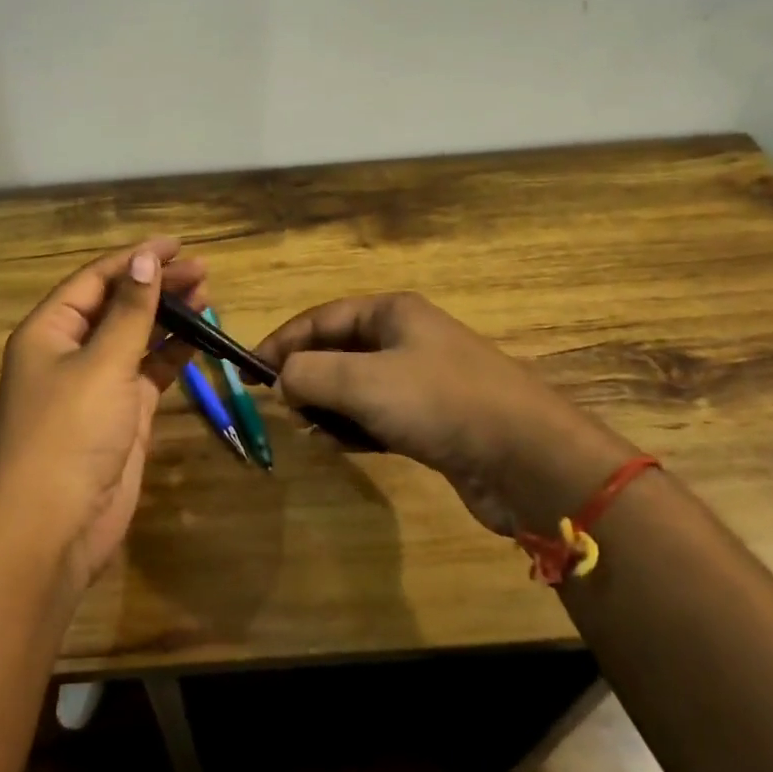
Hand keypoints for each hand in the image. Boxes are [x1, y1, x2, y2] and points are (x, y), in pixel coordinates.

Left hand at [0, 238, 205, 588]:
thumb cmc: (70, 433)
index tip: (177, 245)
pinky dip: (172, 354)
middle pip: (117, 305)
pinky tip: (198, 337)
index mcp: (49, 331)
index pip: (96, 280)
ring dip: (167, 317)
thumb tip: (146, 261)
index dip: (135, 259)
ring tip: (207, 294)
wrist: (55, 525)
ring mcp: (96, 385)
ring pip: (136, 338)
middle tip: (203, 271)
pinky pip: (148, 372)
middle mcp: (70, 351)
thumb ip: (130, 312)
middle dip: (157, 285)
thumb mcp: (103, 364)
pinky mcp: (120, 414)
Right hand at [257, 293, 635, 535]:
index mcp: (392, 313)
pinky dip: (356, 428)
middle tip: (282, 407)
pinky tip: (345, 446)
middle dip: (305, 378)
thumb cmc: (439, 403)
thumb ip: (308, 374)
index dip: (280, 342)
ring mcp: (422, 380)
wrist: (526, 458)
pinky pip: (378, 416)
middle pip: (336, 351)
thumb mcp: (362, 381)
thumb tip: (281, 381)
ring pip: (355, 387)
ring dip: (329, 407)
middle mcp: (406, 339)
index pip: (320, 319)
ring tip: (312, 431)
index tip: (246, 371)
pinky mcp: (433, 420)